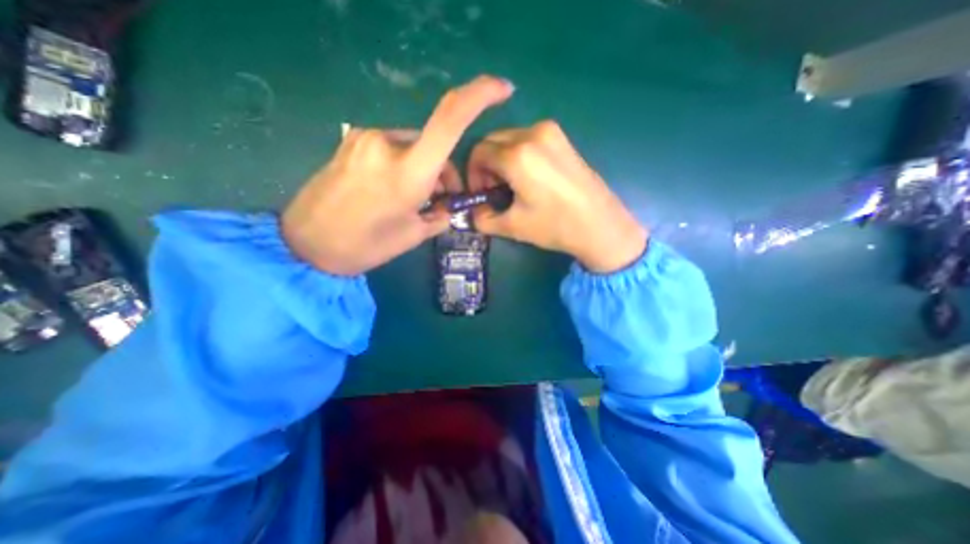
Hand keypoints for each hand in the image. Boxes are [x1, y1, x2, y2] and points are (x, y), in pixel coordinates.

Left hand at [278, 74, 514, 276]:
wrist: (306, 244)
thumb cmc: (365, 246)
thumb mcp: (413, 235)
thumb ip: (439, 214)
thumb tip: (448, 205)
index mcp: (408, 172)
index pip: (450, 120)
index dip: (480, 96)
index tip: (503, 89)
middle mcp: (388, 144)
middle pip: (434, 143)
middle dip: (444, 171)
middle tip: (441, 200)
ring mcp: (366, 138)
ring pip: (413, 146)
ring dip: (423, 169)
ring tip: (413, 200)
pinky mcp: (353, 141)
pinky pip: (392, 147)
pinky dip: (404, 164)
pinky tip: (393, 189)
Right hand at [467, 118, 645, 271]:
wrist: (600, 225)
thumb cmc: (555, 226)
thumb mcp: (513, 227)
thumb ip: (483, 219)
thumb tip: (473, 213)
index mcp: (517, 156)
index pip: (478, 153)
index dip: (472, 174)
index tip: (479, 193)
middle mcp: (532, 134)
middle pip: (492, 141)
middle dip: (486, 166)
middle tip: (493, 191)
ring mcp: (550, 132)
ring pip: (509, 139)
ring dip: (501, 160)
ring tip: (511, 186)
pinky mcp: (562, 138)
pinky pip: (528, 140)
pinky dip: (518, 155)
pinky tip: (528, 177)